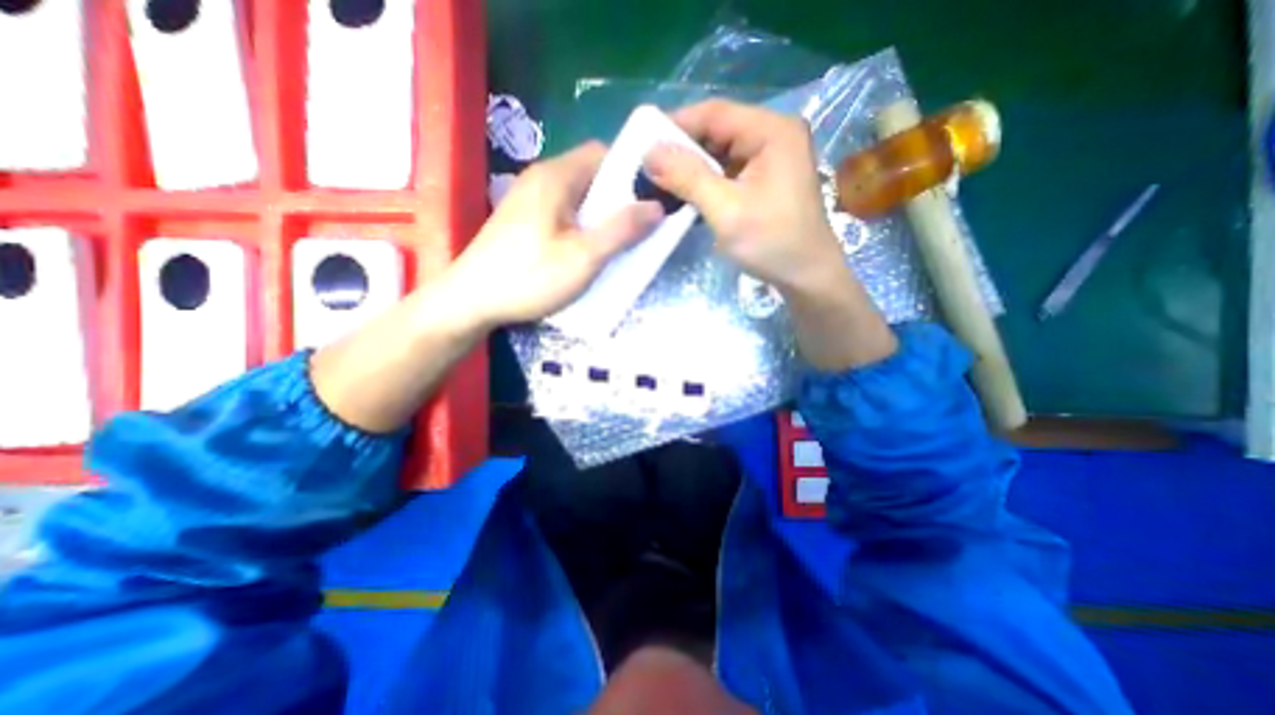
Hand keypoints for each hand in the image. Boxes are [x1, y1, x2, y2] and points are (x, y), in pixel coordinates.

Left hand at [444, 142, 662, 332]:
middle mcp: (541, 178)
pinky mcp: (523, 220)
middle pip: (591, 176)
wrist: (469, 301)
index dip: (631, 173)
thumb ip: (622, 230)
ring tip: (615, 245)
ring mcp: (529, 199)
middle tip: (636, 230)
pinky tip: (585, 252)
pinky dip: (581, 226)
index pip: (604, 154)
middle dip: (618, 200)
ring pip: (578, 197)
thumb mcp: (584, 257)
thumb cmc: (530, 277)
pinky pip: (563, 213)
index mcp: (556, 176)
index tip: (649, 200)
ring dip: (600, 217)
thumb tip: (657, 207)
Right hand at [649, 98, 844, 292]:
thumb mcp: (726, 210)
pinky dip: (705, 182)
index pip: (714, 114)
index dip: (675, 125)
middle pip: (717, 131)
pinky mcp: (765, 180)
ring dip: (691, 168)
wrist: (807, 276)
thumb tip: (649, 152)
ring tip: (659, 183)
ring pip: (720, 153)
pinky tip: (685, 195)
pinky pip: (728, 172)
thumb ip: (688, 178)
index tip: (642, 144)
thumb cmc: (772, 243)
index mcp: (772, 131)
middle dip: (681, 150)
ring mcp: (770, 158)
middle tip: (647, 169)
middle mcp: (773, 135)